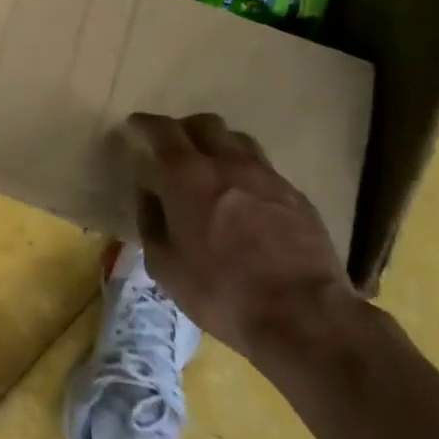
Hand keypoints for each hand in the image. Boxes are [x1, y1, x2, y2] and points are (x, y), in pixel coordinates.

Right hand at [125, 112, 362, 359]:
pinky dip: (248, 173)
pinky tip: (248, 198)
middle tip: (175, 147)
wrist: (303, 315)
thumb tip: (148, 195)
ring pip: (238, 140)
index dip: (146, 124)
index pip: (162, 131)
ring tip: (214, 167)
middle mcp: (227, 162)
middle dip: (185, 129)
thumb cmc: (221, 292)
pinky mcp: (296, 195)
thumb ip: (151, 222)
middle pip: (205, 123)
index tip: (136, 125)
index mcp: (187, 175)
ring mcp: (266, 175)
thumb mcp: (166, 267)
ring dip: (220, 145)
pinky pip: (265, 169)